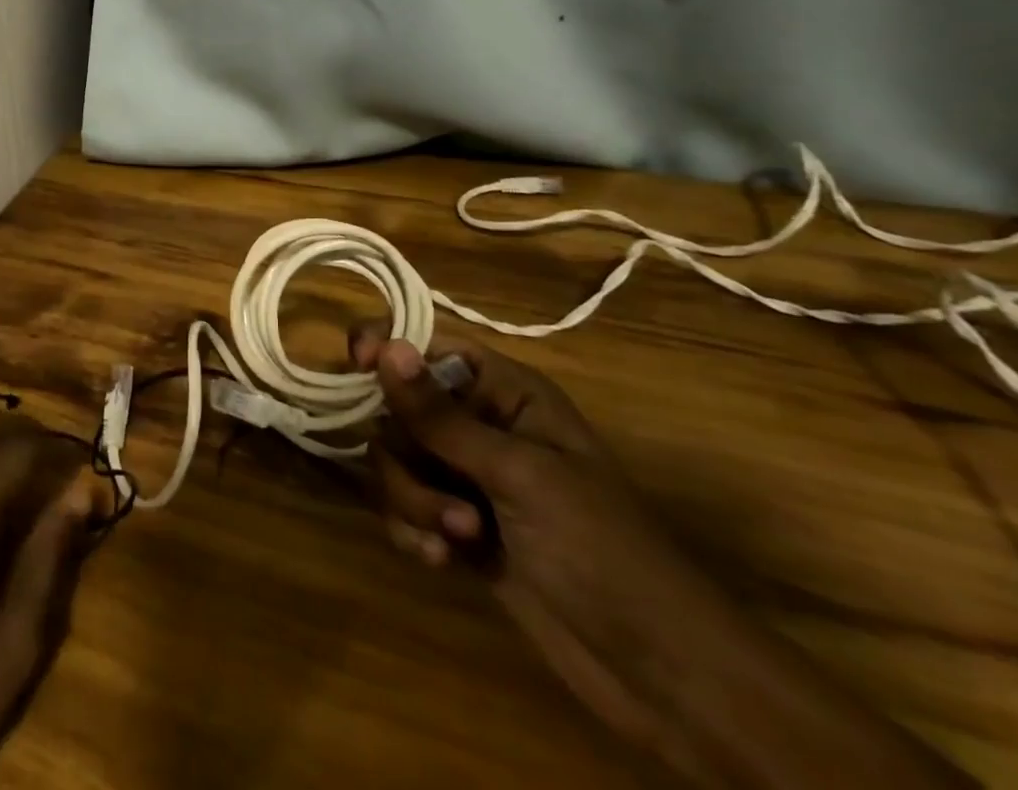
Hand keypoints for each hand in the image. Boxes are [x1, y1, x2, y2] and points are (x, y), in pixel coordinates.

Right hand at [352, 329, 973, 788]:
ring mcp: (467, 478)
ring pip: (395, 461)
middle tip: (445, 496)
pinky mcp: (458, 527)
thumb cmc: (601, 550)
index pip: (428, 345)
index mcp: (504, 392)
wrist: (663, 674)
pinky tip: (442, 562)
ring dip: (412, 499)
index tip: (354, 363)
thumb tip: (383, 343)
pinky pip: (403, 508)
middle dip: (407, 453)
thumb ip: (440, 415)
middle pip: (397, 409)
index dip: (386, 346)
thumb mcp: (517, 474)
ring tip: (458, 537)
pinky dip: (412, 530)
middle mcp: (480, 425)